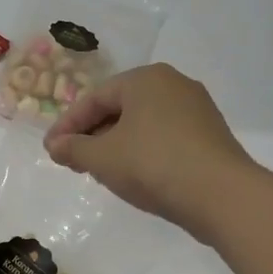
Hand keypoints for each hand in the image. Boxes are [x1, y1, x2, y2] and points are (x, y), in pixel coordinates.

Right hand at [44, 63, 256, 240]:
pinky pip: (164, 137)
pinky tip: (134, 174)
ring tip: (100, 170)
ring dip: (116, 144)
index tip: (51, 150)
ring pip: (142, 123)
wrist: (221, 195)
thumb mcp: (102, 158)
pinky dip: (142, 151)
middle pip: (119, 108)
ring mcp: (196, 109)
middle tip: (73, 160)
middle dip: (92, 134)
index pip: (94, 98)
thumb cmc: (153, 164)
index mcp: (145, 79)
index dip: (67, 125)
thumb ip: (73, 148)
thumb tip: (55, 145)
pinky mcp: (210, 135)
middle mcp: (173, 84)